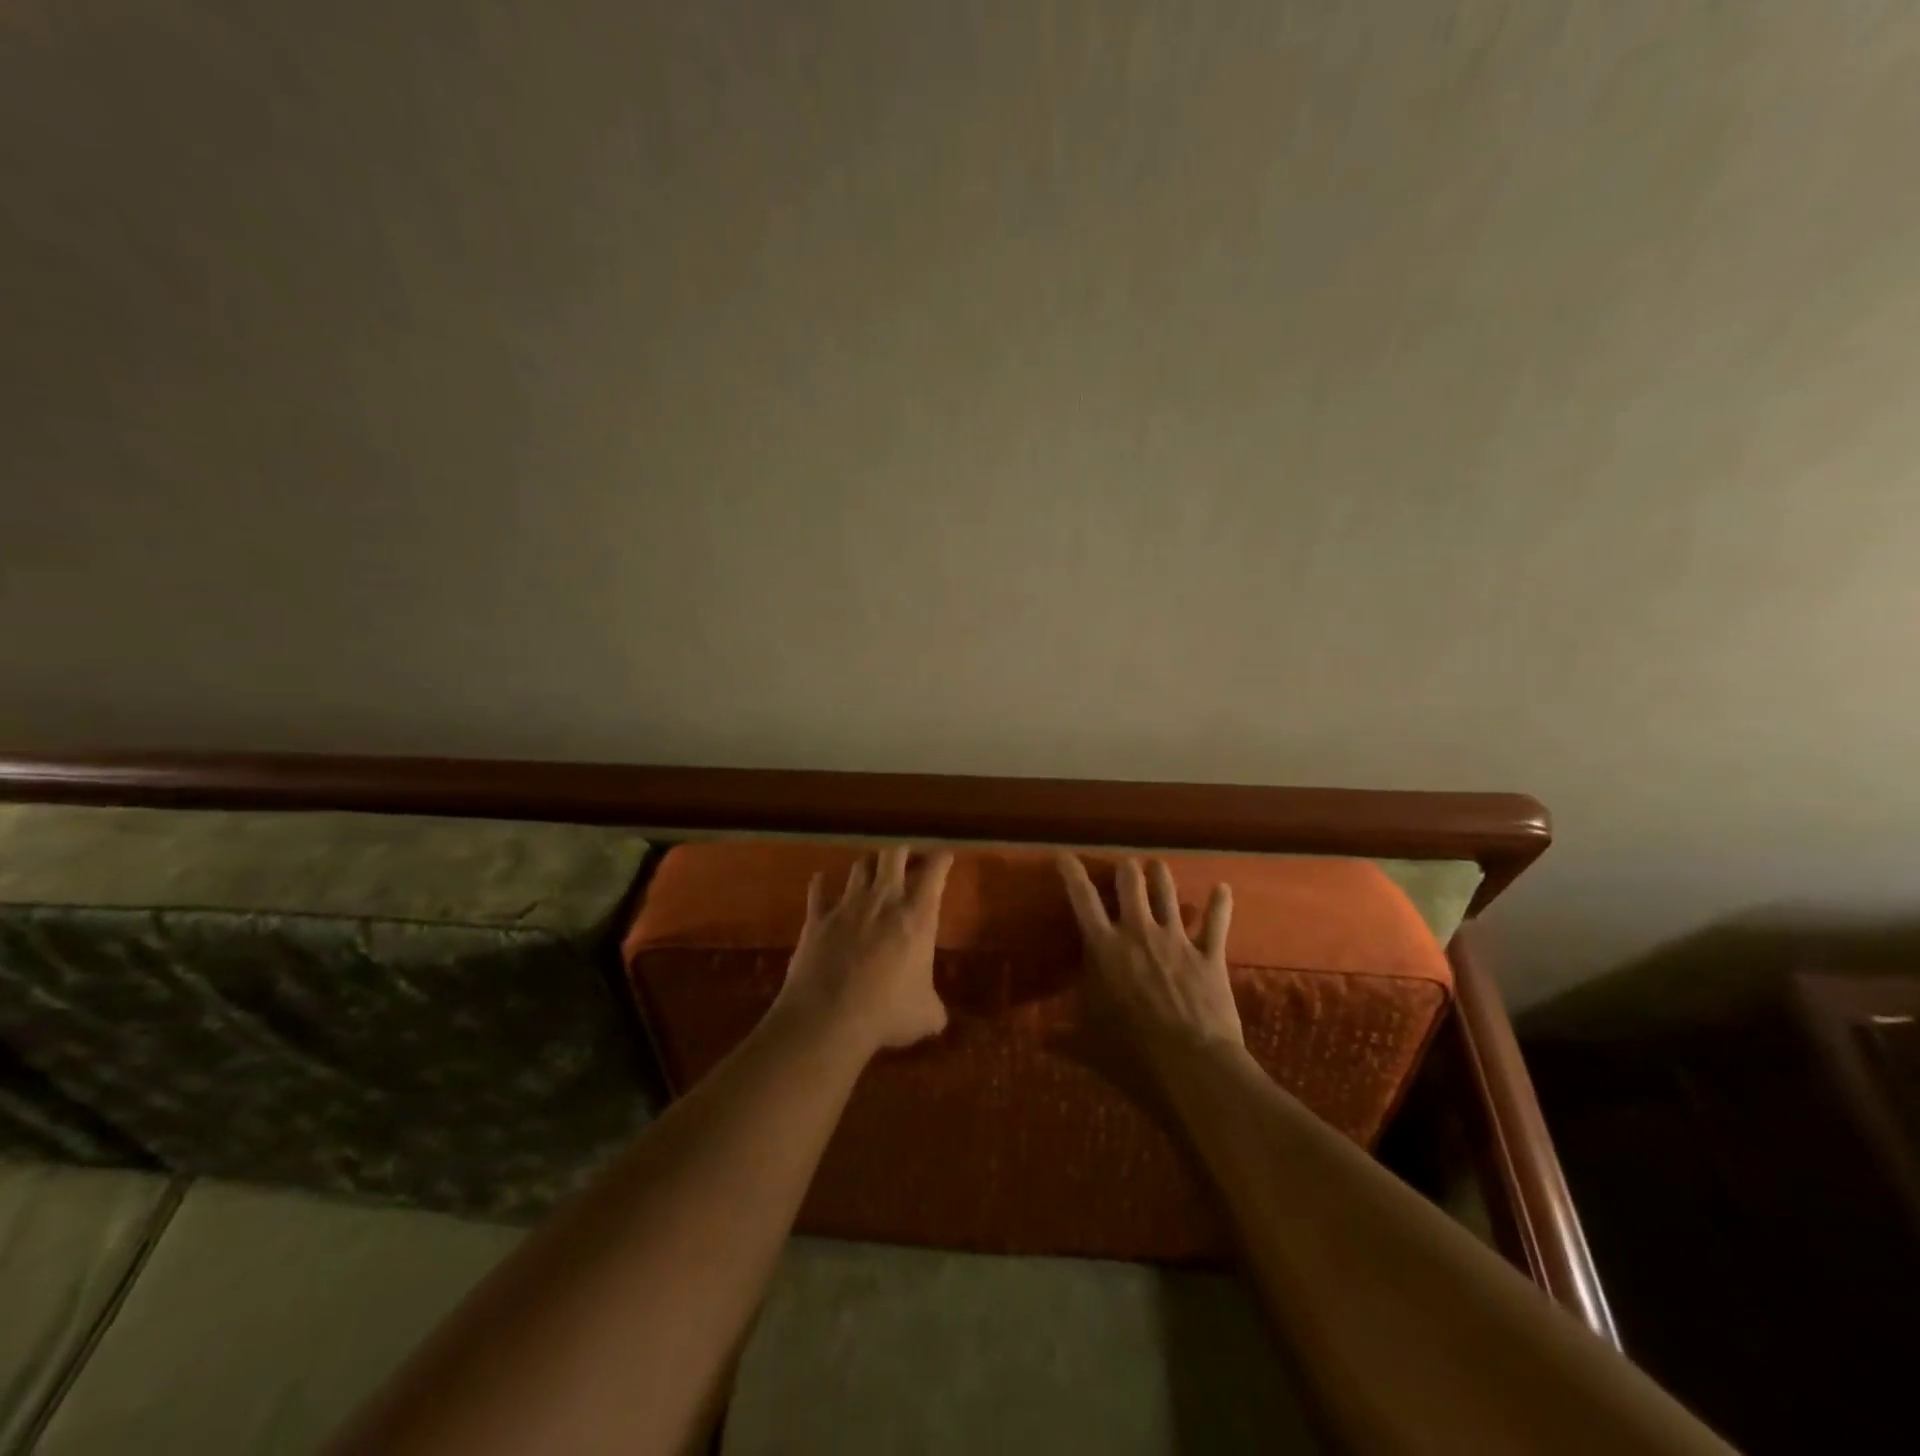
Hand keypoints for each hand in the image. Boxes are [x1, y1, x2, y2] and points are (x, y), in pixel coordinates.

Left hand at [774, 846, 953, 1055]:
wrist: (828, 1018)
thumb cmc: (887, 1013)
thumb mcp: (925, 1016)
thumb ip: (934, 1008)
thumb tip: (937, 1016)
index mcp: (917, 917)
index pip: (934, 872)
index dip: (941, 860)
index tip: (944, 856)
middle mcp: (883, 900)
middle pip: (893, 855)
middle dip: (902, 852)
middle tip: (907, 858)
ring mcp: (847, 905)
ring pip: (859, 866)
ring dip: (868, 865)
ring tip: (871, 869)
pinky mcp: (817, 918)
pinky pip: (818, 891)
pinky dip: (820, 884)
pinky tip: (820, 881)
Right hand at [1056, 854, 1243, 1076]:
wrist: (1191, 1066)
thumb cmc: (1131, 1053)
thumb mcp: (1087, 1044)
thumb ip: (1062, 1035)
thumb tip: (1038, 1038)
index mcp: (1104, 947)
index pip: (1082, 899)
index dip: (1072, 873)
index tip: (1064, 856)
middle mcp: (1139, 932)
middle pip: (1132, 882)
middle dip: (1126, 869)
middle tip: (1125, 868)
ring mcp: (1176, 940)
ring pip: (1168, 892)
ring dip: (1161, 876)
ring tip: (1157, 867)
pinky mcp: (1209, 955)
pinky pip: (1216, 922)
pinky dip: (1220, 903)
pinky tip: (1222, 888)